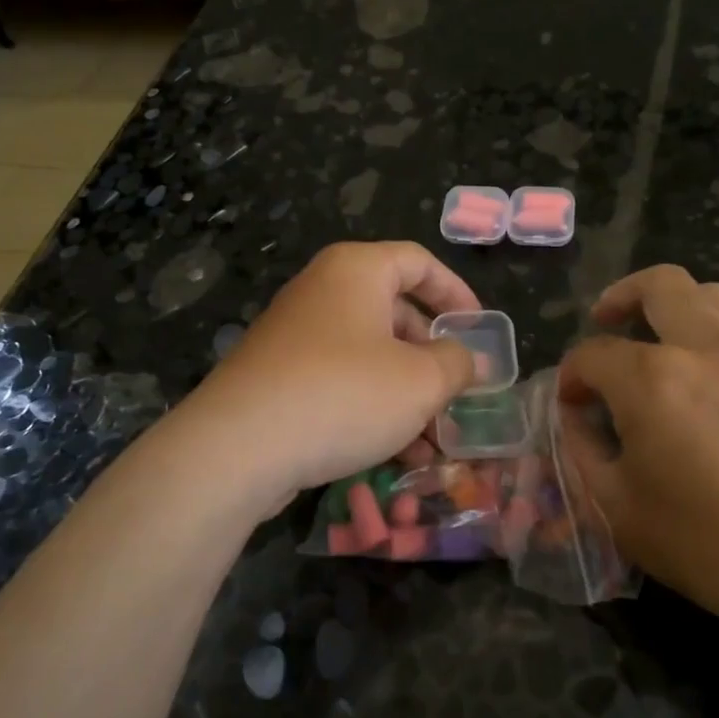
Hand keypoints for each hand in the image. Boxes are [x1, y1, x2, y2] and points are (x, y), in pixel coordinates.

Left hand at [181, 241, 480, 505]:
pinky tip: (396, 456)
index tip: (480, 332)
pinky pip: (340, 382)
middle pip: (395, 312)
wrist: (238, 447)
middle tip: (458, 394)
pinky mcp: (279, 377)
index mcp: (357, 270)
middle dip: (432, 358)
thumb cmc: (344, 394)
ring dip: (407, 395)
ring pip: (369, 356)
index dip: (457, 293)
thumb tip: (472, 360)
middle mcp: (323, 291)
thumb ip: (457, 364)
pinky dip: (372, 408)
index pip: (419, 261)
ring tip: (434, 443)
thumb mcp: (421, 381)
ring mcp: (296, 335)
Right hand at [557, 266, 718, 635]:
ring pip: (713, 293)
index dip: (572, 378)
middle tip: (606, 322)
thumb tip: (575, 415)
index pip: (592, 356)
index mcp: (650, 381)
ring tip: (665, 334)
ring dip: (678, 306)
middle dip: (619, 298)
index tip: (572, 405)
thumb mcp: (616, 506)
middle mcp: (703, 348)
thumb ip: (581, 449)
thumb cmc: (705, 543)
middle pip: (656, 286)